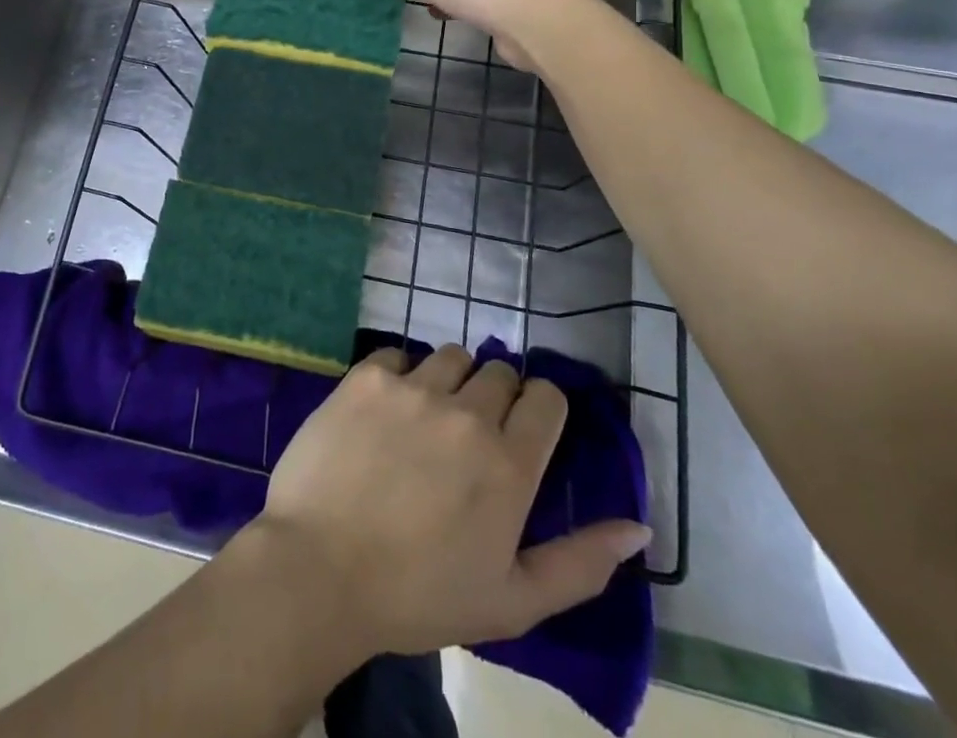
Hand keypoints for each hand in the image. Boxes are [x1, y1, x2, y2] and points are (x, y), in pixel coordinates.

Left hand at [243, 345, 650, 657]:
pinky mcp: (366, 376)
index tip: (522, 431)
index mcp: (508, 464)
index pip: (546, 397)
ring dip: (448, 381)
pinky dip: (398, 375)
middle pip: (498, 372)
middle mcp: (466, 413)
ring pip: (450, 356)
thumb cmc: (419, 596)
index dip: (539, 409)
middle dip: (494, 397)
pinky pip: (397, 355)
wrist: (319, 570)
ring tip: (426, 420)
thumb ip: (581, 564)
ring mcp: (413, 387)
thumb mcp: (512, 601)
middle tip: (468, 437)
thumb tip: (637, 527)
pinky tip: (384, 411)